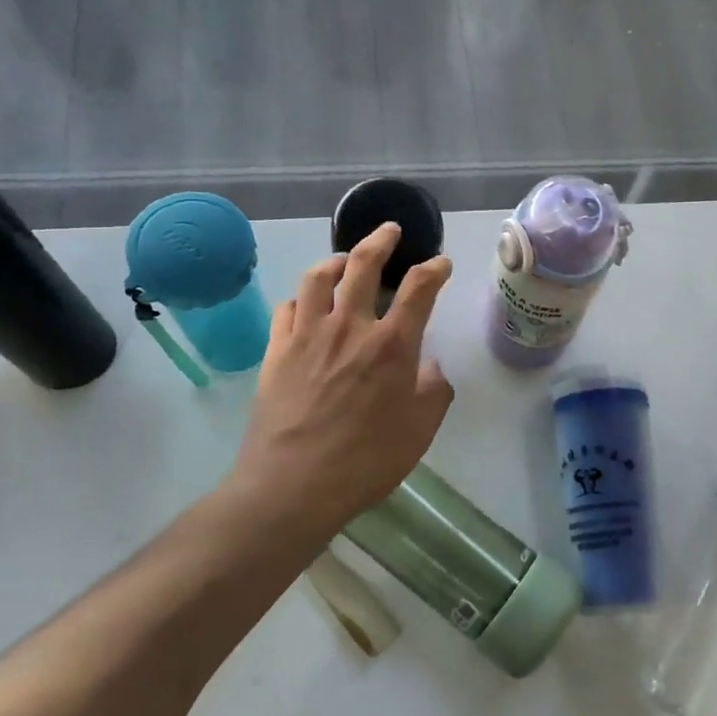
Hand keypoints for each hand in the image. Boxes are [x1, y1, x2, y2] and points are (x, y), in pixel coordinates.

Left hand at [225, 223, 454, 553]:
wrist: (293, 485)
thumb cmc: (366, 461)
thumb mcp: (420, 431)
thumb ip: (433, 392)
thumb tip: (430, 367)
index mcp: (391, 345)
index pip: (418, 288)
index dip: (433, 269)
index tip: (440, 263)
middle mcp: (349, 327)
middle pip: (362, 265)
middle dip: (381, 240)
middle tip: (390, 230)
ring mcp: (307, 335)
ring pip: (317, 277)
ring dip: (335, 259)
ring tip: (344, 258)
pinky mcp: (276, 351)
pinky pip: (286, 308)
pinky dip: (301, 298)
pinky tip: (306, 303)